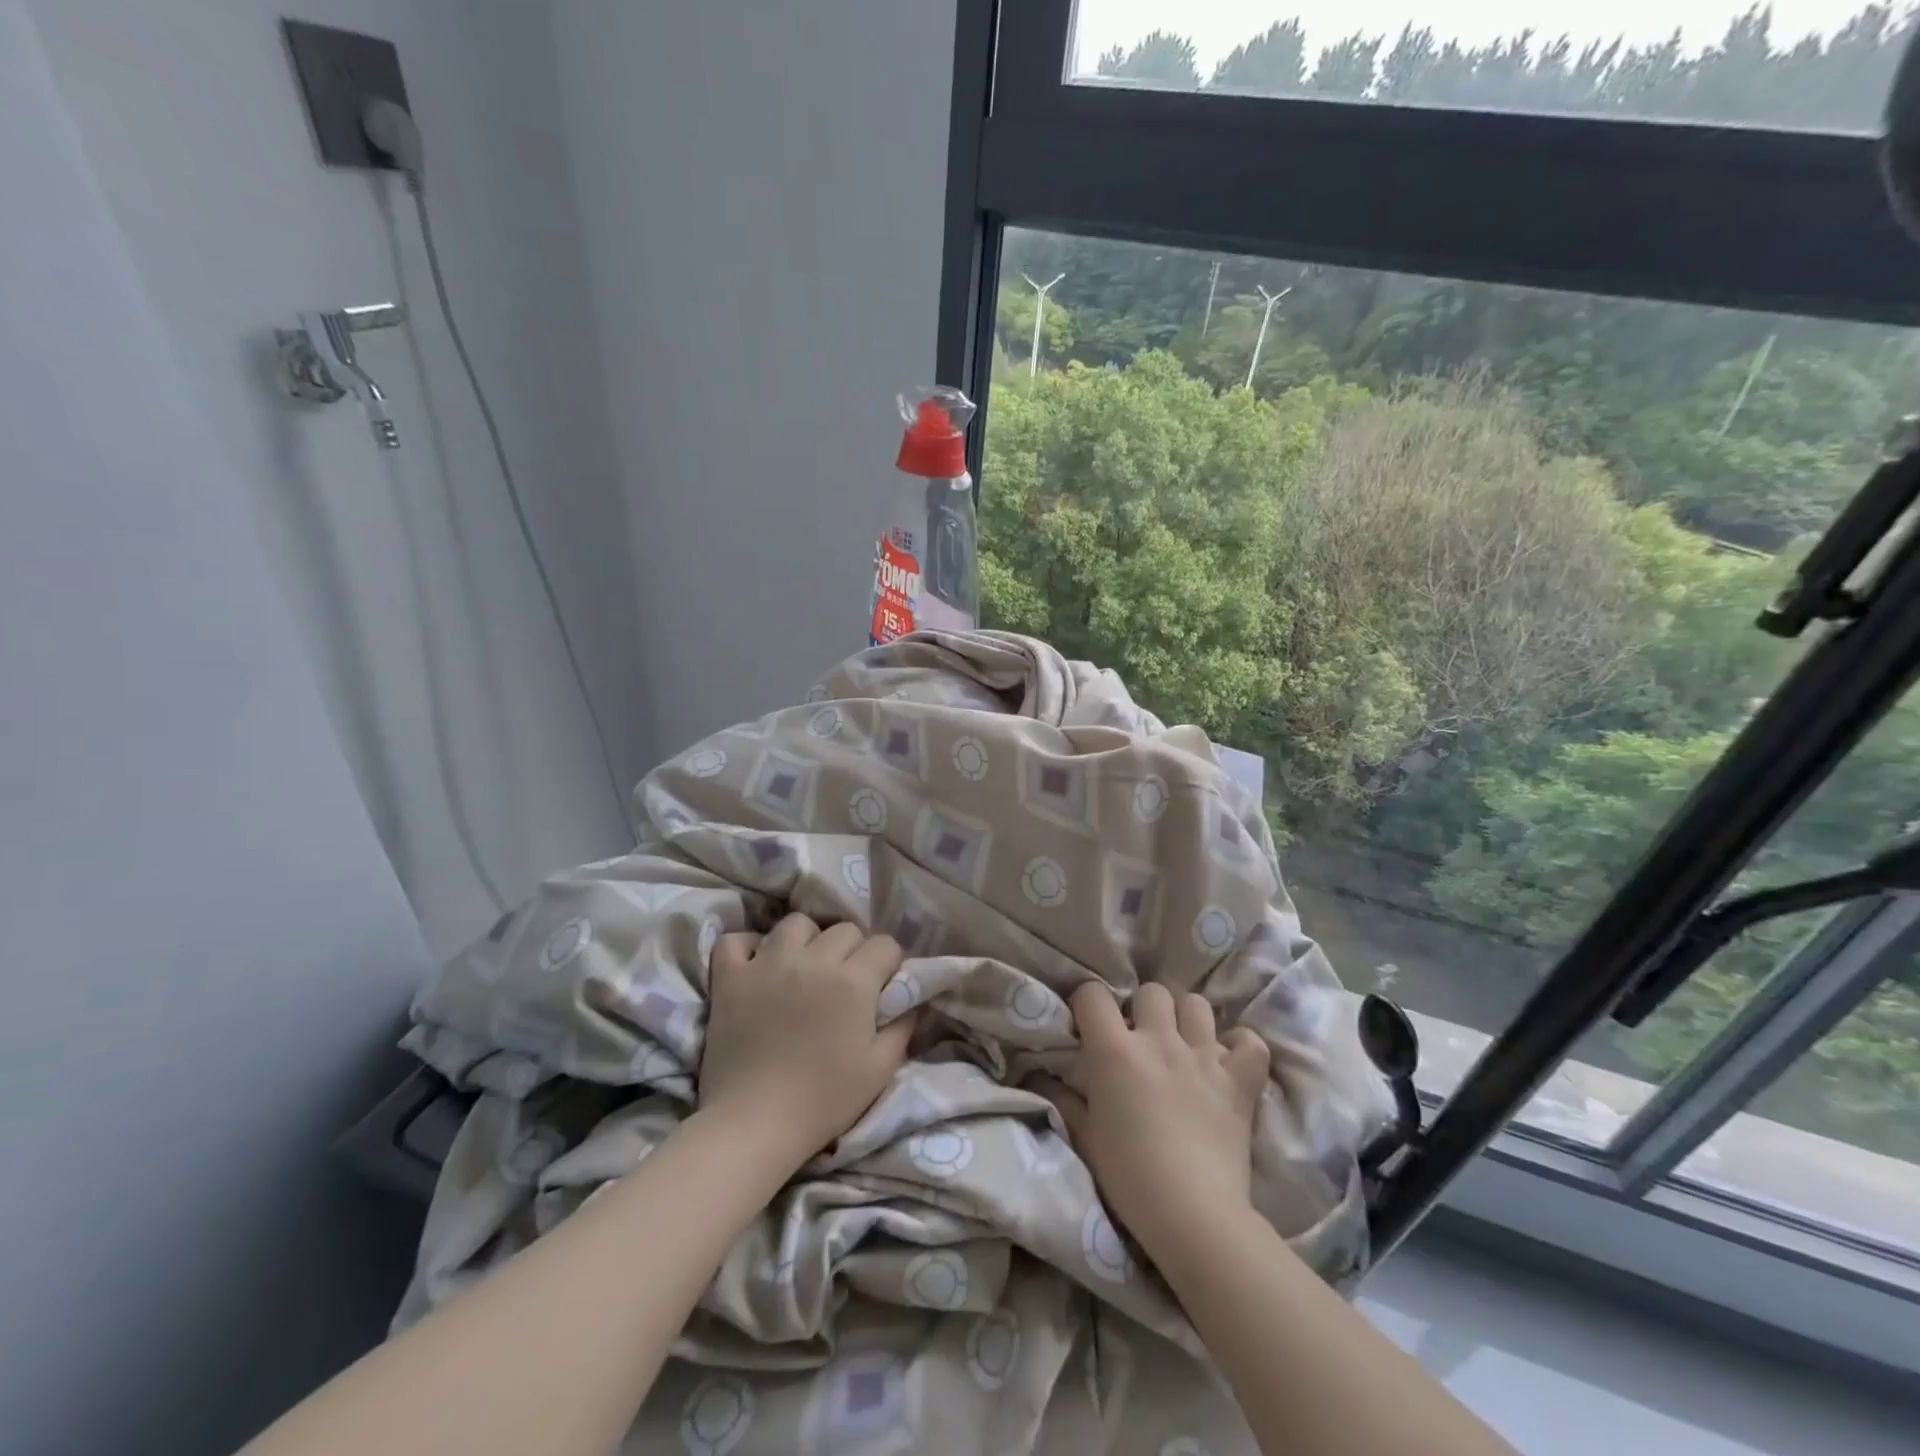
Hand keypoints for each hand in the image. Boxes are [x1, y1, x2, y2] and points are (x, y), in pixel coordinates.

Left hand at [698, 914, 913, 1166]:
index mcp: (854, 980)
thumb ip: (903, 1027)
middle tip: (845, 981)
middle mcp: (814, 960)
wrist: (754, 1124)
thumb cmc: (823, 1101)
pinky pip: (736, 940)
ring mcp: (767, 963)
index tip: (883, 985)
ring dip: (806, 940)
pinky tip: (755, 966)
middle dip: (853, 950)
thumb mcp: (880, 1070)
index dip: (889, 963)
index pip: (885, 944)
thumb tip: (912, 1001)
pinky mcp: (730, 977)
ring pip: (796, 923)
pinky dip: (747, 947)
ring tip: (803, 967)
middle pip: (845, 928)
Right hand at [1042, 981, 1270, 1265]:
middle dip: (1142, 1008)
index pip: (1092, 994)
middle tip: (1140, 1039)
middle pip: (1150, 992)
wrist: (1194, 1216)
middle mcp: (1160, 1040)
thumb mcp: (1084, 1137)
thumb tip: (1039, 1074)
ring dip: (1187, 1019)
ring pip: (1196, 1004)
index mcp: (1115, 1050)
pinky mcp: (1240, 1080)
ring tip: (1182, 1044)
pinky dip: (1240, 1047)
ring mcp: (1204, 1056)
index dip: (1087, 1003)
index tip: (1088, 1024)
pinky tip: (1228, 1062)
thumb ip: (1062, 1098)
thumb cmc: (1129, 1177)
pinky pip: (1249, 1041)